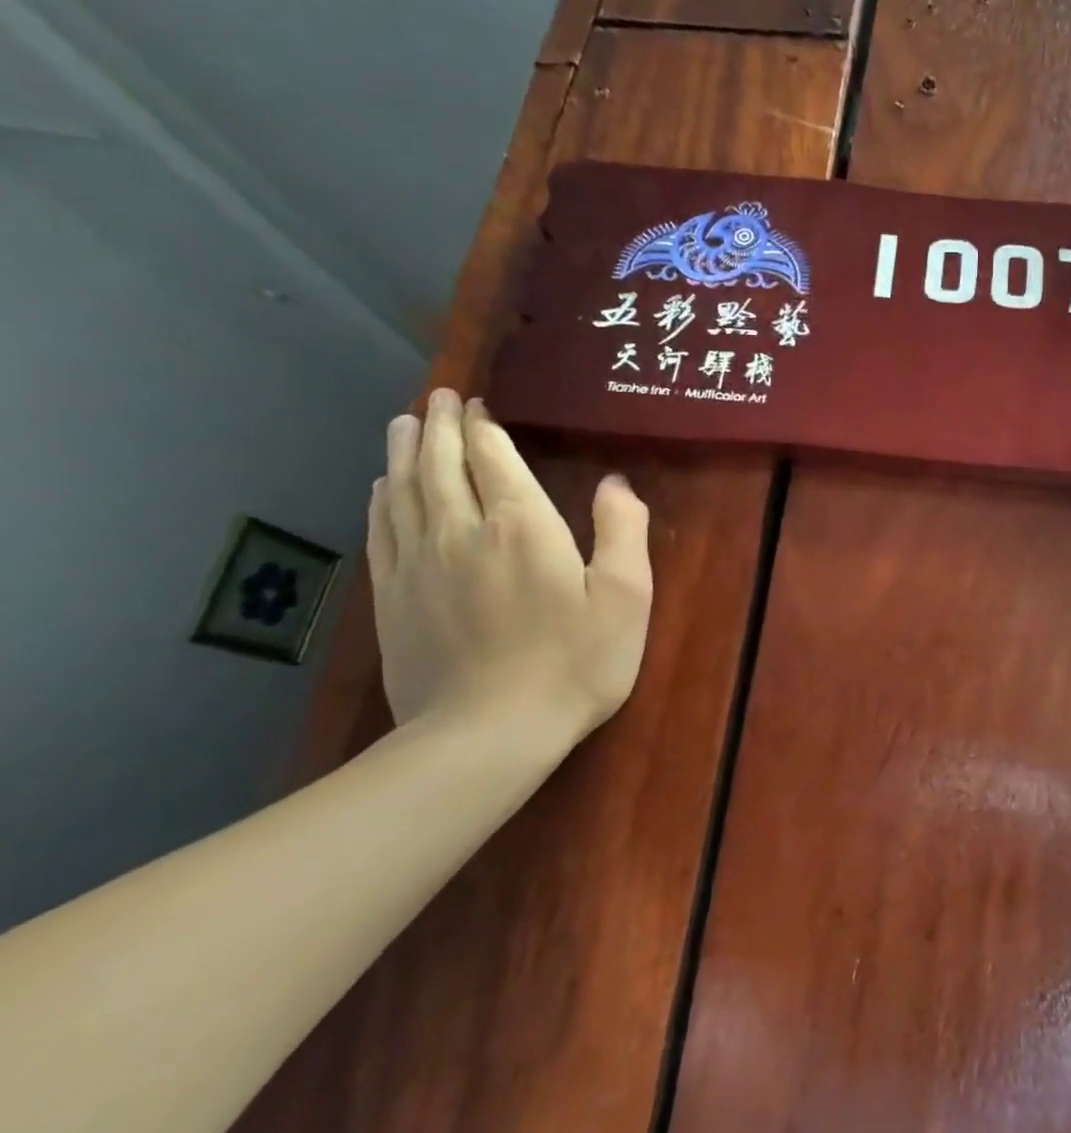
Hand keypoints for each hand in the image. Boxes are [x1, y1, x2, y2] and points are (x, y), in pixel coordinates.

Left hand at [368, 389, 653, 740]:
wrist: (488, 734)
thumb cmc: (574, 663)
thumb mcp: (626, 598)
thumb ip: (623, 532)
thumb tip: (615, 483)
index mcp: (521, 525)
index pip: (493, 456)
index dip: (484, 425)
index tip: (478, 401)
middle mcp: (460, 530)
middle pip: (441, 462)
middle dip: (441, 425)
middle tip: (438, 397)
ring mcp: (418, 563)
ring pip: (404, 488)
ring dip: (405, 449)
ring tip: (405, 423)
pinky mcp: (392, 596)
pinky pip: (381, 528)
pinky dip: (382, 497)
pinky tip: (384, 486)